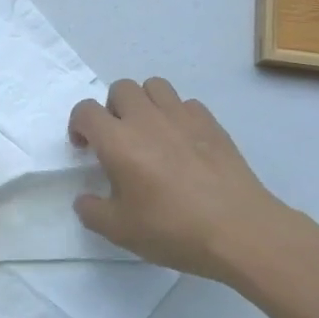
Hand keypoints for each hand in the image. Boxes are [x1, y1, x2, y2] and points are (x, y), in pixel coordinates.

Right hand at [69, 79, 299, 281]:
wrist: (239, 231)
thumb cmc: (172, 229)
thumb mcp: (119, 231)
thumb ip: (91, 211)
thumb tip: (84, 199)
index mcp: (118, 141)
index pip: (85, 111)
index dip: (78, 125)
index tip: (85, 148)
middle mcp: (146, 119)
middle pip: (120, 88)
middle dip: (112, 109)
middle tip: (118, 139)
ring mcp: (182, 117)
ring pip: (154, 86)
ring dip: (144, 103)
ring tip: (149, 132)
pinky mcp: (212, 123)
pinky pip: (186, 103)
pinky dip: (177, 115)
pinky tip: (182, 142)